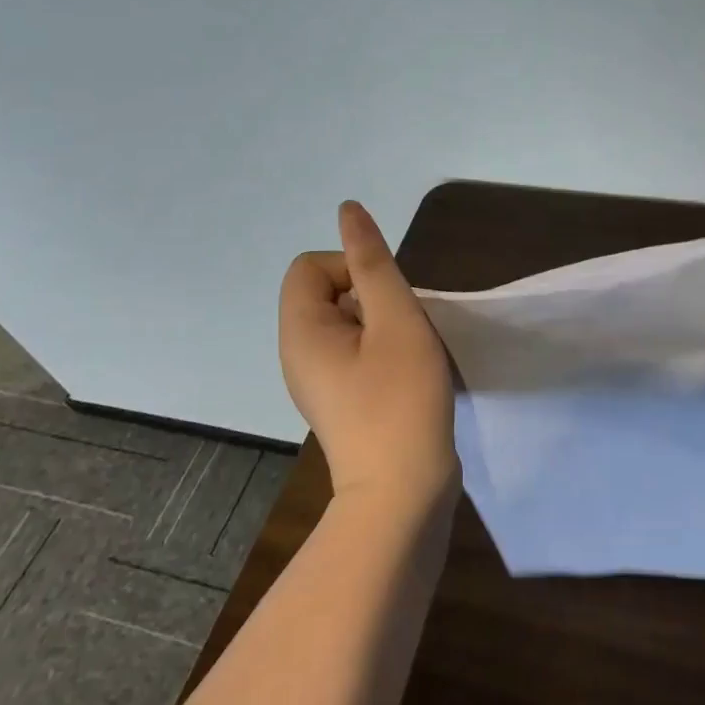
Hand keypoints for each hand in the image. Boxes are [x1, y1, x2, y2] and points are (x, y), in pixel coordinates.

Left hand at [279, 201, 455, 506]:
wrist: (403, 494)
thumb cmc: (401, 400)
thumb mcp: (396, 320)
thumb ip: (373, 261)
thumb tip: (348, 210)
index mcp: (300, 331)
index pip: (311, 266)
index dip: (352, 268)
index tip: (387, 302)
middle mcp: (297, 353)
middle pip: (326, 291)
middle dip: (370, 296)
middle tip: (402, 330)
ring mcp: (316, 381)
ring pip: (344, 322)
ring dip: (380, 324)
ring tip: (407, 353)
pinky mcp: (338, 400)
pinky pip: (351, 352)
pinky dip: (379, 350)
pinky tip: (405, 375)